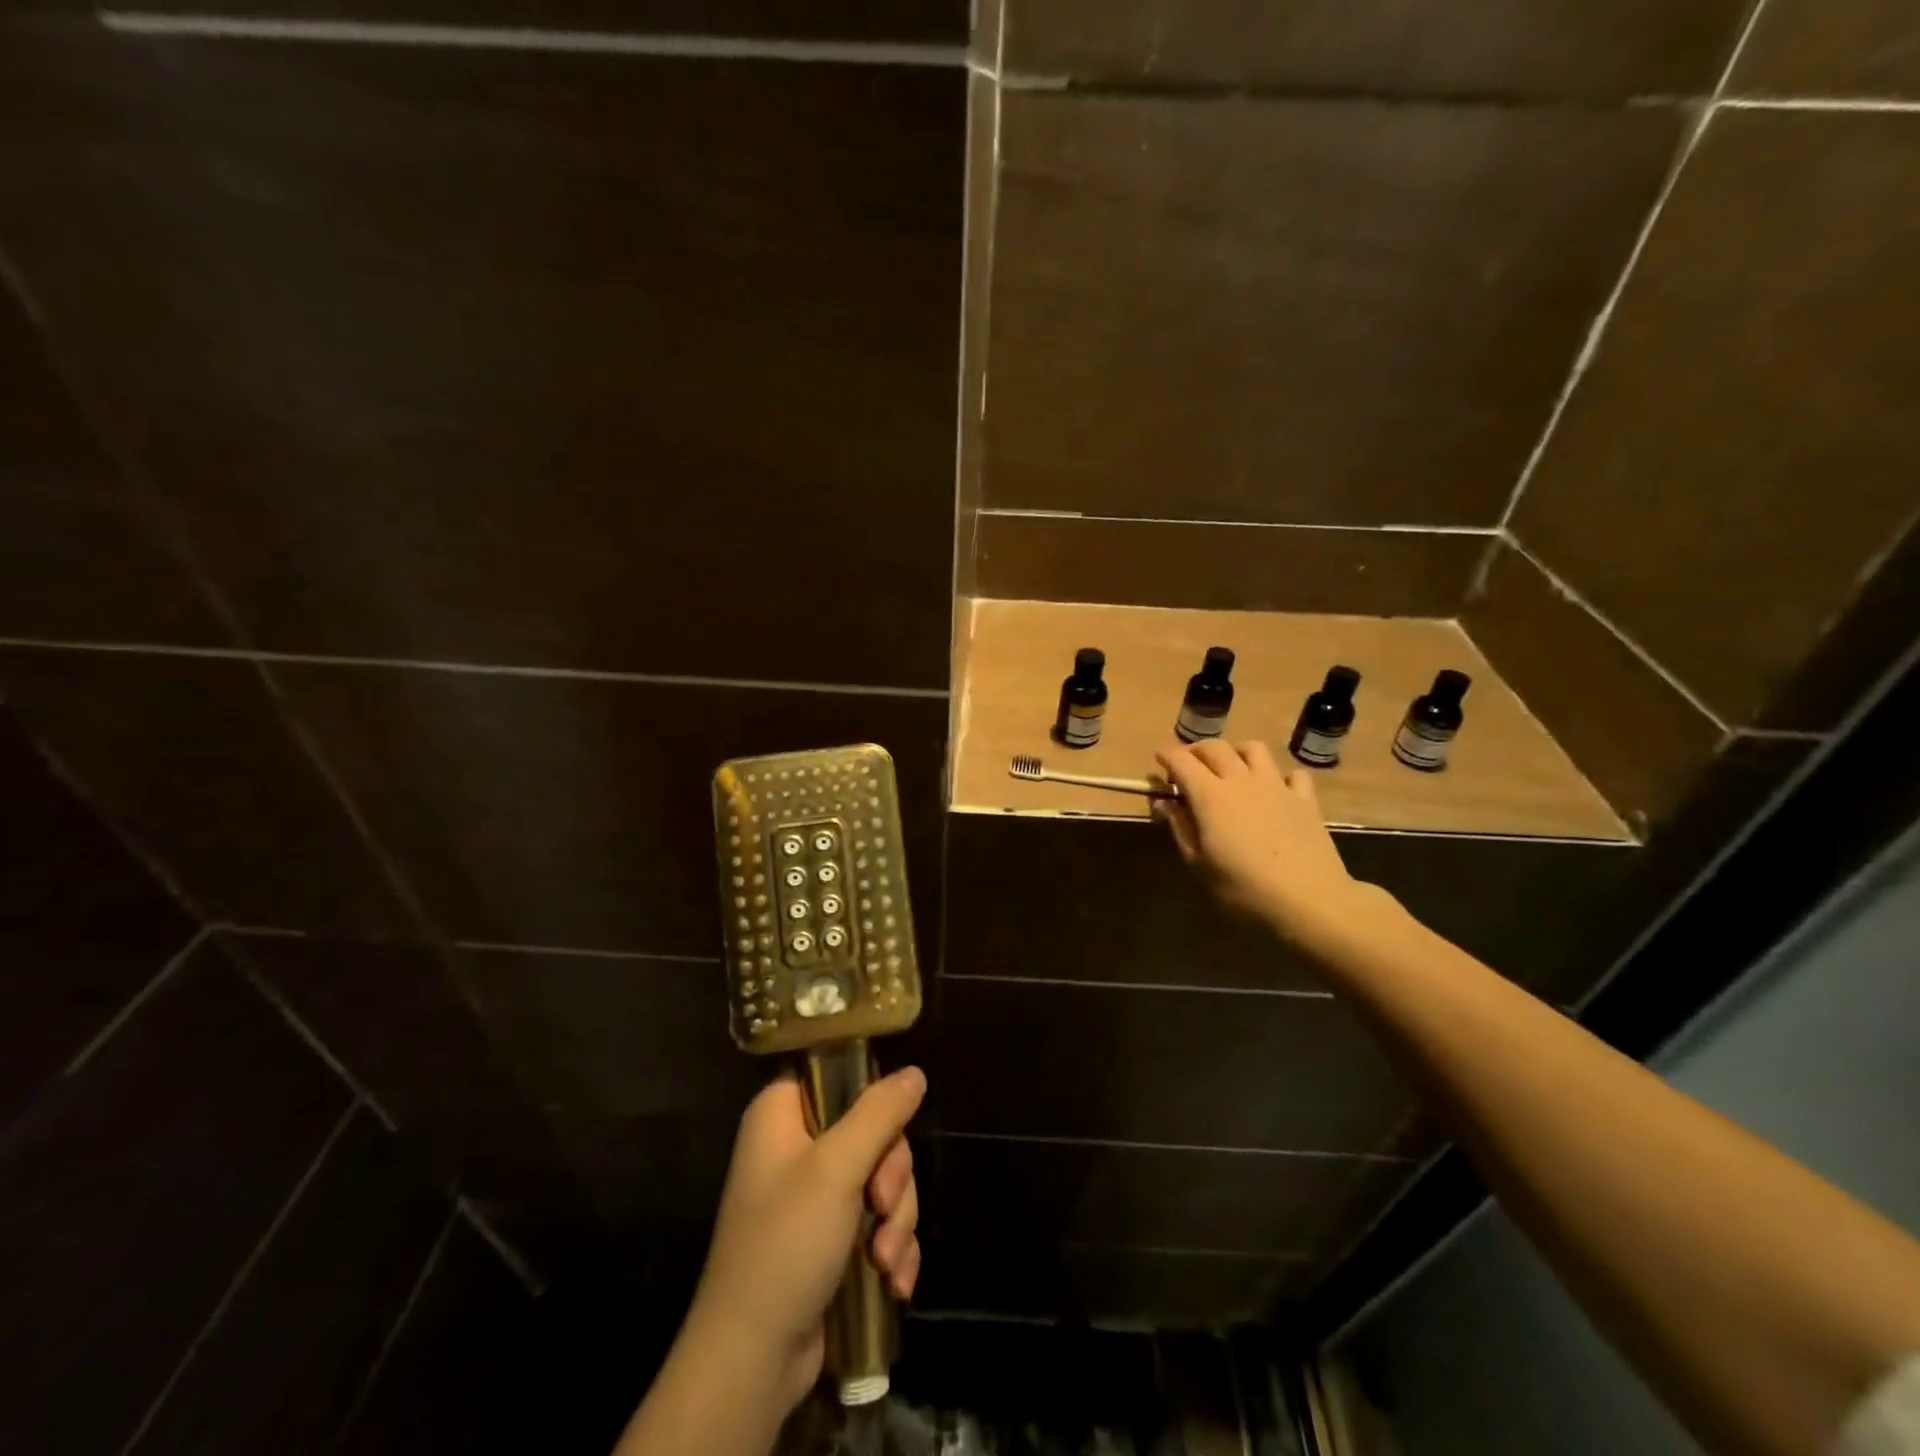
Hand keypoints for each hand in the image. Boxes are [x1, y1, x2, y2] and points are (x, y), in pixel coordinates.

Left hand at [687, 1066, 924, 1412]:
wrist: (753, 1360)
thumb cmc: (786, 1244)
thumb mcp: (837, 1168)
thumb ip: (880, 1113)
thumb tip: (914, 1072)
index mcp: (783, 1114)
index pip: (836, 1072)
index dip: (869, 1092)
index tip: (889, 1122)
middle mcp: (798, 1146)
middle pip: (873, 1129)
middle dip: (891, 1174)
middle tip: (880, 1205)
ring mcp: (816, 1195)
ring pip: (883, 1178)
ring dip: (896, 1219)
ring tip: (884, 1259)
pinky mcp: (833, 1238)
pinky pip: (880, 1221)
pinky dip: (892, 1248)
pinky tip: (894, 1281)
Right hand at [1154, 739, 1368, 943]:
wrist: (1309, 901)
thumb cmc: (1243, 889)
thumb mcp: (1198, 864)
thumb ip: (1179, 828)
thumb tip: (1164, 802)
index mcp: (1210, 795)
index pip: (1181, 760)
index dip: (1166, 756)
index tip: (1158, 761)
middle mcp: (1241, 780)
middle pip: (1215, 747)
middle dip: (1196, 751)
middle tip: (1188, 766)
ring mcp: (1277, 786)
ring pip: (1253, 749)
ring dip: (1236, 752)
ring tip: (1230, 768)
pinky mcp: (1305, 799)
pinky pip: (1292, 773)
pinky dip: (1279, 775)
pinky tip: (1275, 790)